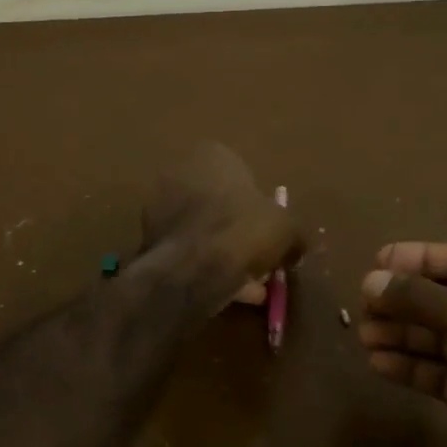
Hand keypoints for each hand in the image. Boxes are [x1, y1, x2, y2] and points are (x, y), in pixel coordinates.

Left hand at [142, 143, 302, 311]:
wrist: (194, 267)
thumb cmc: (245, 230)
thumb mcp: (287, 228)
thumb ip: (293, 233)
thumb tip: (298, 246)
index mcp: (211, 155)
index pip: (239, 173)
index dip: (257, 203)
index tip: (268, 228)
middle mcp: (179, 172)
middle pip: (217, 203)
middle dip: (237, 230)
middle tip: (259, 257)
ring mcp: (158, 205)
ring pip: (202, 230)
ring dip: (223, 253)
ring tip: (250, 284)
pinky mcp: (148, 239)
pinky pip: (187, 251)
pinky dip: (206, 268)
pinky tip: (229, 292)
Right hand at [358, 241, 446, 446]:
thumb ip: (416, 296)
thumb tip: (370, 281)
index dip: (419, 258)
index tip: (377, 263)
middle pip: (445, 297)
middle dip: (403, 301)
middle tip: (364, 306)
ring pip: (438, 336)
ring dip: (400, 334)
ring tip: (364, 335)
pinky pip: (438, 371)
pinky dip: (409, 365)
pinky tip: (377, 362)